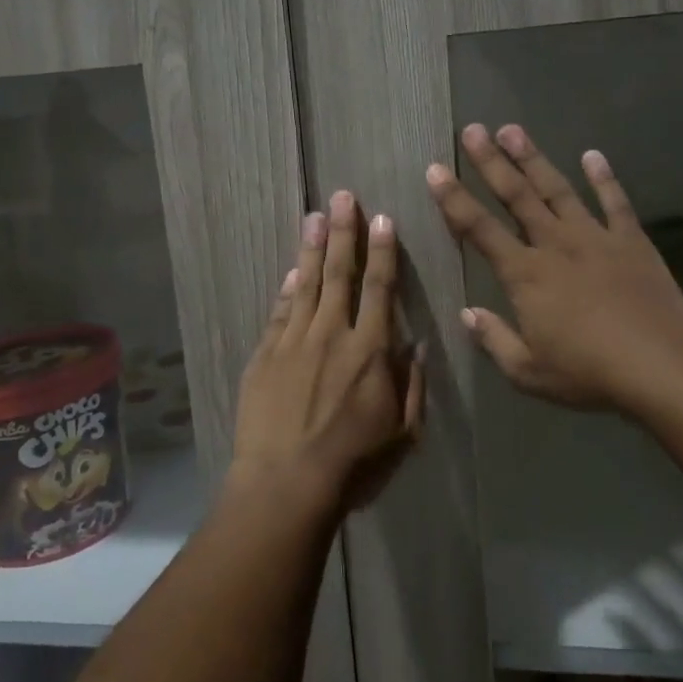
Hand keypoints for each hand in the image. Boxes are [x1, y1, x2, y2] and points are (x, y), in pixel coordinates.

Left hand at [232, 191, 424, 512]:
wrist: (286, 484)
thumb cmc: (355, 464)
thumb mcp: (403, 432)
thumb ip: (413, 384)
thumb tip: (417, 344)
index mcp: (371, 350)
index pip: (380, 288)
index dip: (383, 251)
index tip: (382, 219)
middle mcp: (332, 334)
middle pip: (339, 273)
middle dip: (343, 232)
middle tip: (342, 197)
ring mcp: (293, 342)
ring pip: (305, 284)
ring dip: (311, 248)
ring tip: (314, 216)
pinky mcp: (265, 356)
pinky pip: (279, 312)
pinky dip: (286, 290)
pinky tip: (290, 272)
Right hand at [427, 123, 682, 413]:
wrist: (662, 366)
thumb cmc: (588, 373)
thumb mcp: (528, 371)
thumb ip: (494, 339)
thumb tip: (467, 314)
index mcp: (525, 274)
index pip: (479, 228)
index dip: (454, 198)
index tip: (435, 169)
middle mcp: (555, 244)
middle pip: (516, 195)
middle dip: (490, 162)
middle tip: (472, 130)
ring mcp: (595, 237)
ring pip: (558, 189)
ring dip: (533, 158)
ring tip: (513, 129)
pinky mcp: (631, 241)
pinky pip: (615, 202)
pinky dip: (603, 177)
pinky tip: (592, 155)